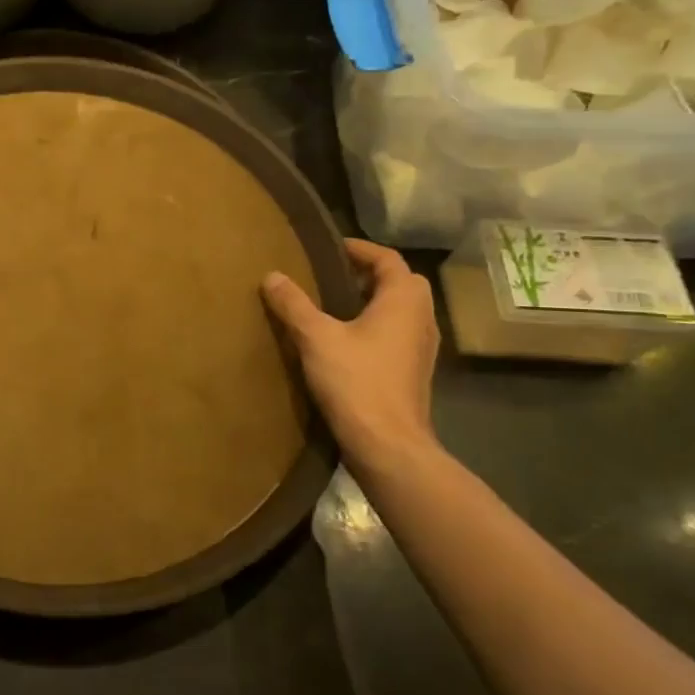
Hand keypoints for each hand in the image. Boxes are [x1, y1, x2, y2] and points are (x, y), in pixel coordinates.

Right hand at [262, 237, 440, 472]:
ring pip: (401, 310)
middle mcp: (421, 318)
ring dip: (374, 302)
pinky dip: (376, 327)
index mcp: (403, 300)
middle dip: (370, 274)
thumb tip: (272, 275)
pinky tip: (347, 341)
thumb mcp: (316, 337)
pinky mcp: (414, 372)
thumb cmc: (356, 381)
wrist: (388, 445)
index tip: (332, 248)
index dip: (360, 249)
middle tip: (333, 275)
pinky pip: (397, 334)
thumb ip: (293, 304)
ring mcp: (422, 348)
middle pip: (401, 283)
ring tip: (335, 306)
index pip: (388, 259)